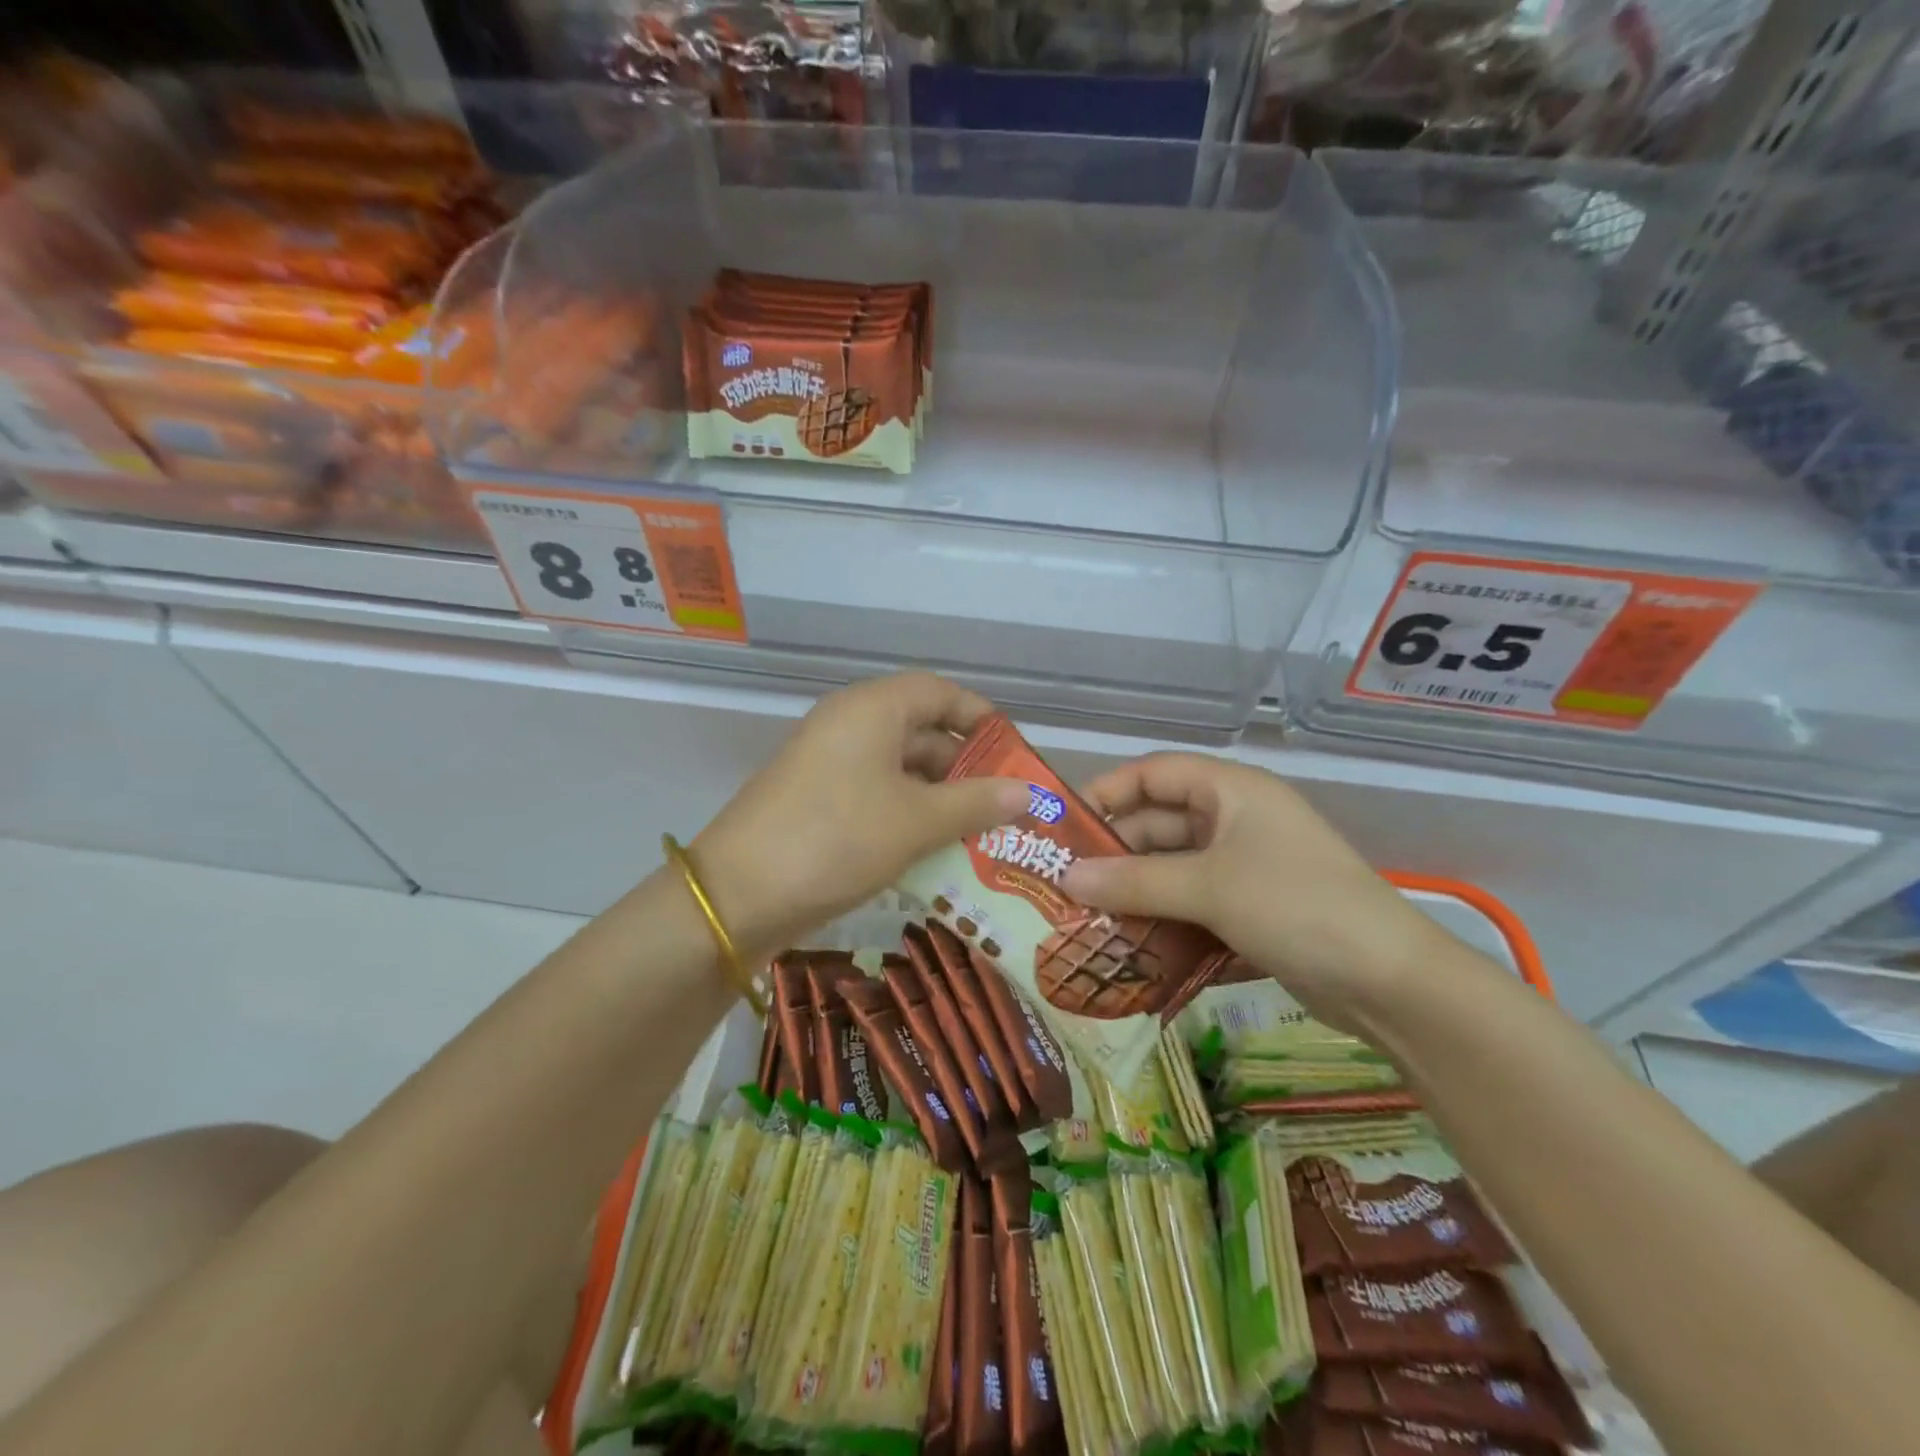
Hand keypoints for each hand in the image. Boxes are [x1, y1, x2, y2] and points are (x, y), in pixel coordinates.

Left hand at [691, 673, 1028, 954]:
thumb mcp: (916, 822)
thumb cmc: (837, 839)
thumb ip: (975, 803)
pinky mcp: (817, 799)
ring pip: (899, 768)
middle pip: (921, 730)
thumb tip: (1027, 792)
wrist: (738, 895)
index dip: (979, 716)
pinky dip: (909, 814)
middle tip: (1005, 805)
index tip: (1013, 751)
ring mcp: (829, 763)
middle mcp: (849, 725)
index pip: (938, 691)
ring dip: (940, 797)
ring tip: (980, 834)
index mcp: (872, 710)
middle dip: (965, 767)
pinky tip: (935, 849)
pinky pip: (876, 794)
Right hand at [1059, 753, 1448, 1027]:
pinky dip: (1164, 924)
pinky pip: (1194, 906)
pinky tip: (1129, 950)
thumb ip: (1134, 881)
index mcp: (1231, 792)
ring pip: (1174, 871)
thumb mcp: (1209, 888)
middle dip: (1115, 854)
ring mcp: (1246, 868)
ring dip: (1136, 894)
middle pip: (1160, 825)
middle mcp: (1236, 822)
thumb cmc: (1296, 906)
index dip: (1108, 792)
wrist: (1392, 984)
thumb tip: (1066, 878)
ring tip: (1084, 922)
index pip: (1155, 773)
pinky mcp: (1253, 912)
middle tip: (1064, 886)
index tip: (1064, 827)